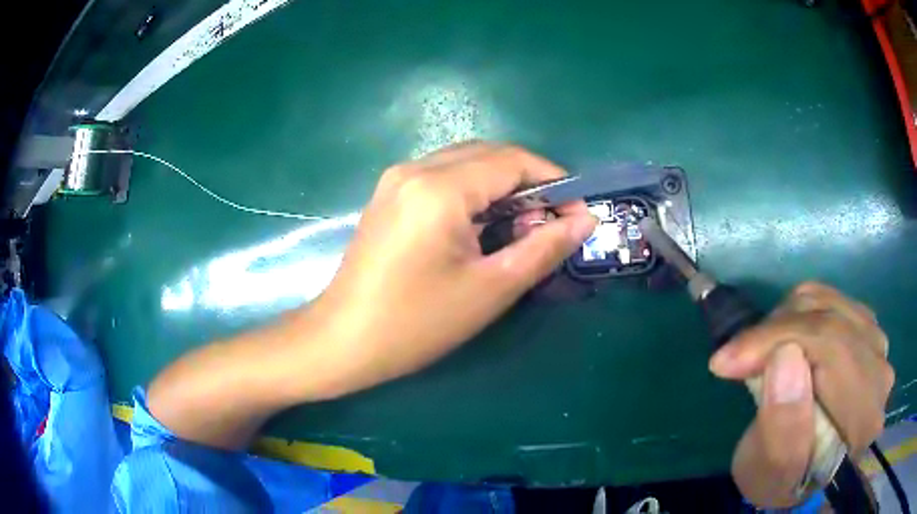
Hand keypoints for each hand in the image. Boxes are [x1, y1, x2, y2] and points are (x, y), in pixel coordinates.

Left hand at [309, 142, 596, 396]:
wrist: (343, 340)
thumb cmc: (417, 323)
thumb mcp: (491, 288)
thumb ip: (544, 247)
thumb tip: (586, 219)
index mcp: (439, 188)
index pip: (513, 160)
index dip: (554, 180)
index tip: (578, 211)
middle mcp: (415, 168)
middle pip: (489, 154)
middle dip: (529, 182)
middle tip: (550, 223)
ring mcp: (396, 179)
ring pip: (466, 163)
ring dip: (501, 186)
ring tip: (520, 229)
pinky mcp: (388, 194)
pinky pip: (443, 177)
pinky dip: (473, 192)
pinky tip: (481, 225)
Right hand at [709, 282, 893, 506]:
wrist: (808, 472)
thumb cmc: (785, 481)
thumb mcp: (769, 476)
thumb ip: (782, 430)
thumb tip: (784, 356)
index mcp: (863, 418)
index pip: (831, 348)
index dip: (778, 342)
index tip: (725, 362)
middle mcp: (880, 373)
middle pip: (830, 320)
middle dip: (775, 332)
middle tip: (736, 359)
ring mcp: (878, 346)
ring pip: (828, 303)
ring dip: (784, 322)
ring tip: (758, 355)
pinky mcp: (868, 330)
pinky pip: (831, 300)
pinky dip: (798, 313)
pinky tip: (783, 342)